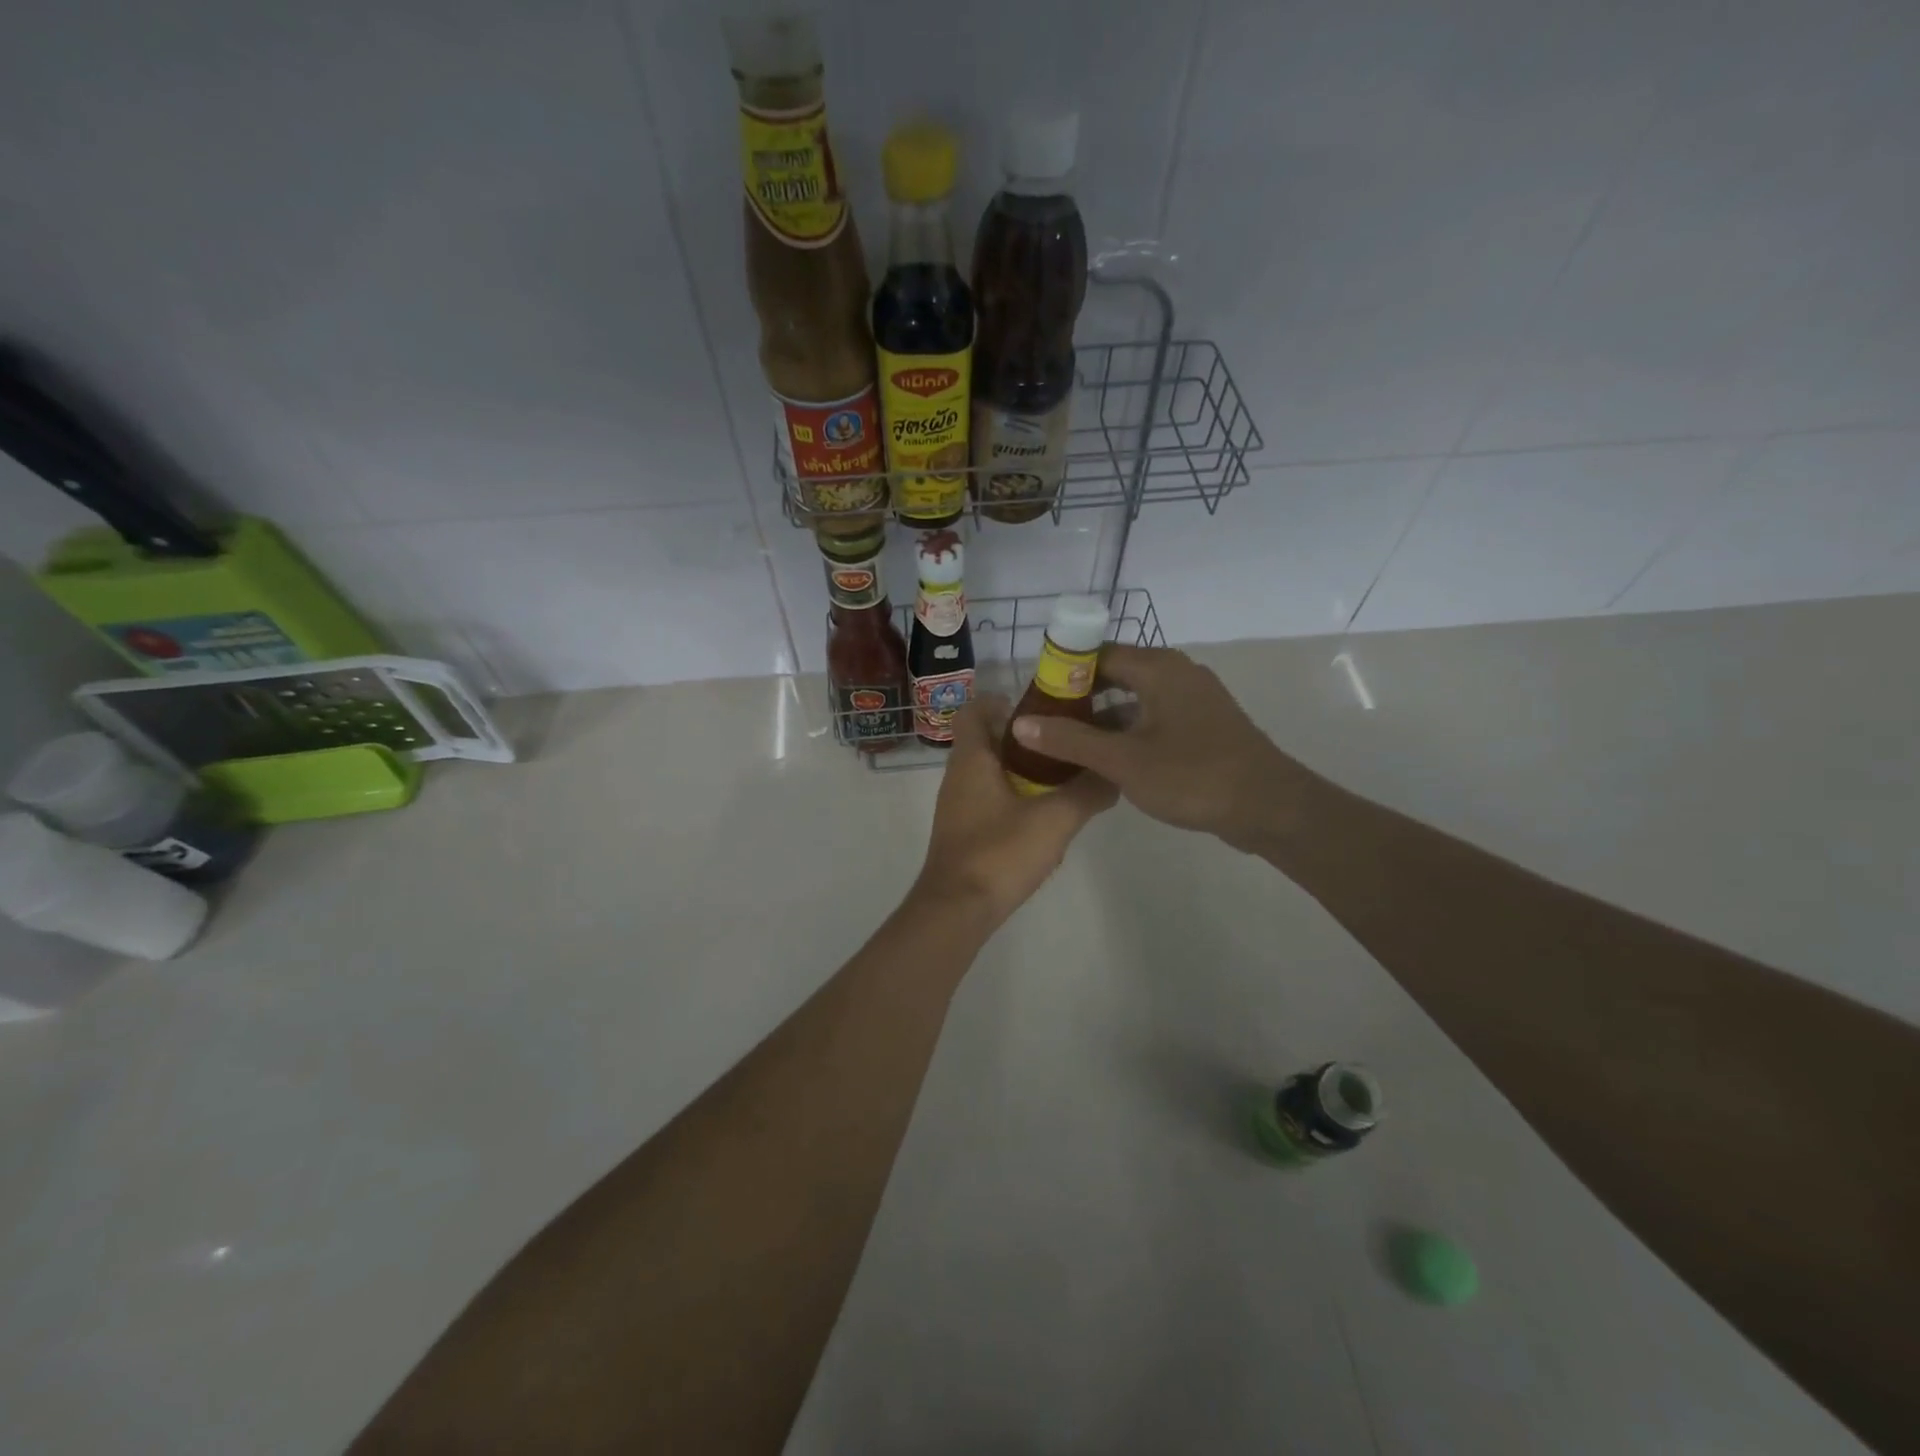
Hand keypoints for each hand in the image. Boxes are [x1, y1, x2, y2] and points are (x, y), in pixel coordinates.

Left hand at [917, 693, 1116, 926]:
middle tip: (1065, 745)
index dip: (1004, 702)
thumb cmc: (1000, 853)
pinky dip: (1016, 799)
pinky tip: (1046, 819)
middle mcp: (959, 775)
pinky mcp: (964, 831)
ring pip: (991, 772)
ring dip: (1024, 771)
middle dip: (1026, 739)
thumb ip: (1087, 792)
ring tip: (1065, 781)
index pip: (975, 710)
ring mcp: (958, 805)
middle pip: (988, 740)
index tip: (1042, 711)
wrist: (957, 909)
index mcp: (972, 759)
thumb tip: (1115, 774)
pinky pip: (990, 800)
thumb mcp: (1055, 819)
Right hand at [1008, 645, 1306, 852]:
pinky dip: (1127, 729)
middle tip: (1044, 721)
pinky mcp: (1202, 724)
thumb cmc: (1194, 776)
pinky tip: (1106, 756)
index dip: (1062, 671)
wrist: (1269, 807)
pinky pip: (1153, 715)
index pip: (1097, 653)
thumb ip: (1071, 740)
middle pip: (1115, 672)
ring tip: (1066, 740)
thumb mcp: (1123, 760)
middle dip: (1078, 695)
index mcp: (1159, 668)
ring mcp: (1193, 699)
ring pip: (1134, 697)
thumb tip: (1020, 723)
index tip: (1034, 696)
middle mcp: (1177, 673)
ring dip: (1101, 715)